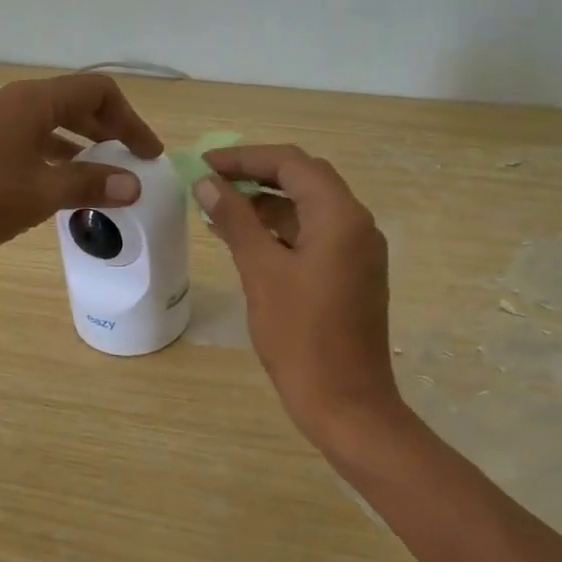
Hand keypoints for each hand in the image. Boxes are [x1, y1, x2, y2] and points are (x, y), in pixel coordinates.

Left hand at [0, 74, 162, 285]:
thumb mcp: (40, 194)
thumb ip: (89, 185)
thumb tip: (133, 183)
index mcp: (31, 101)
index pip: (96, 91)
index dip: (130, 120)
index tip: (147, 154)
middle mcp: (5, 101)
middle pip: (69, 103)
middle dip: (105, 130)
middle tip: (128, 162)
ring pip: (40, 124)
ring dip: (73, 145)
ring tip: (93, 177)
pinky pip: (15, 140)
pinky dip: (43, 156)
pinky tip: (44, 187)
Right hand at [195, 146, 407, 454]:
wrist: (347, 404)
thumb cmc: (301, 337)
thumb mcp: (261, 273)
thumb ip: (236, 221)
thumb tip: (207, 183)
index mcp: (340, 216)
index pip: (291, 164)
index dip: (245, 157)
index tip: (204, 164)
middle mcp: (357, 225)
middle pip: (304, 180)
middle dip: (256, 175)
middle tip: (211, 180)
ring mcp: (358, 252)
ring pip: (309, 210)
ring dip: (267, 204)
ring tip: (218, 209)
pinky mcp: (351, 275)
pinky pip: (315, 237)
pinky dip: (281, 232)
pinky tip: (246, 241)